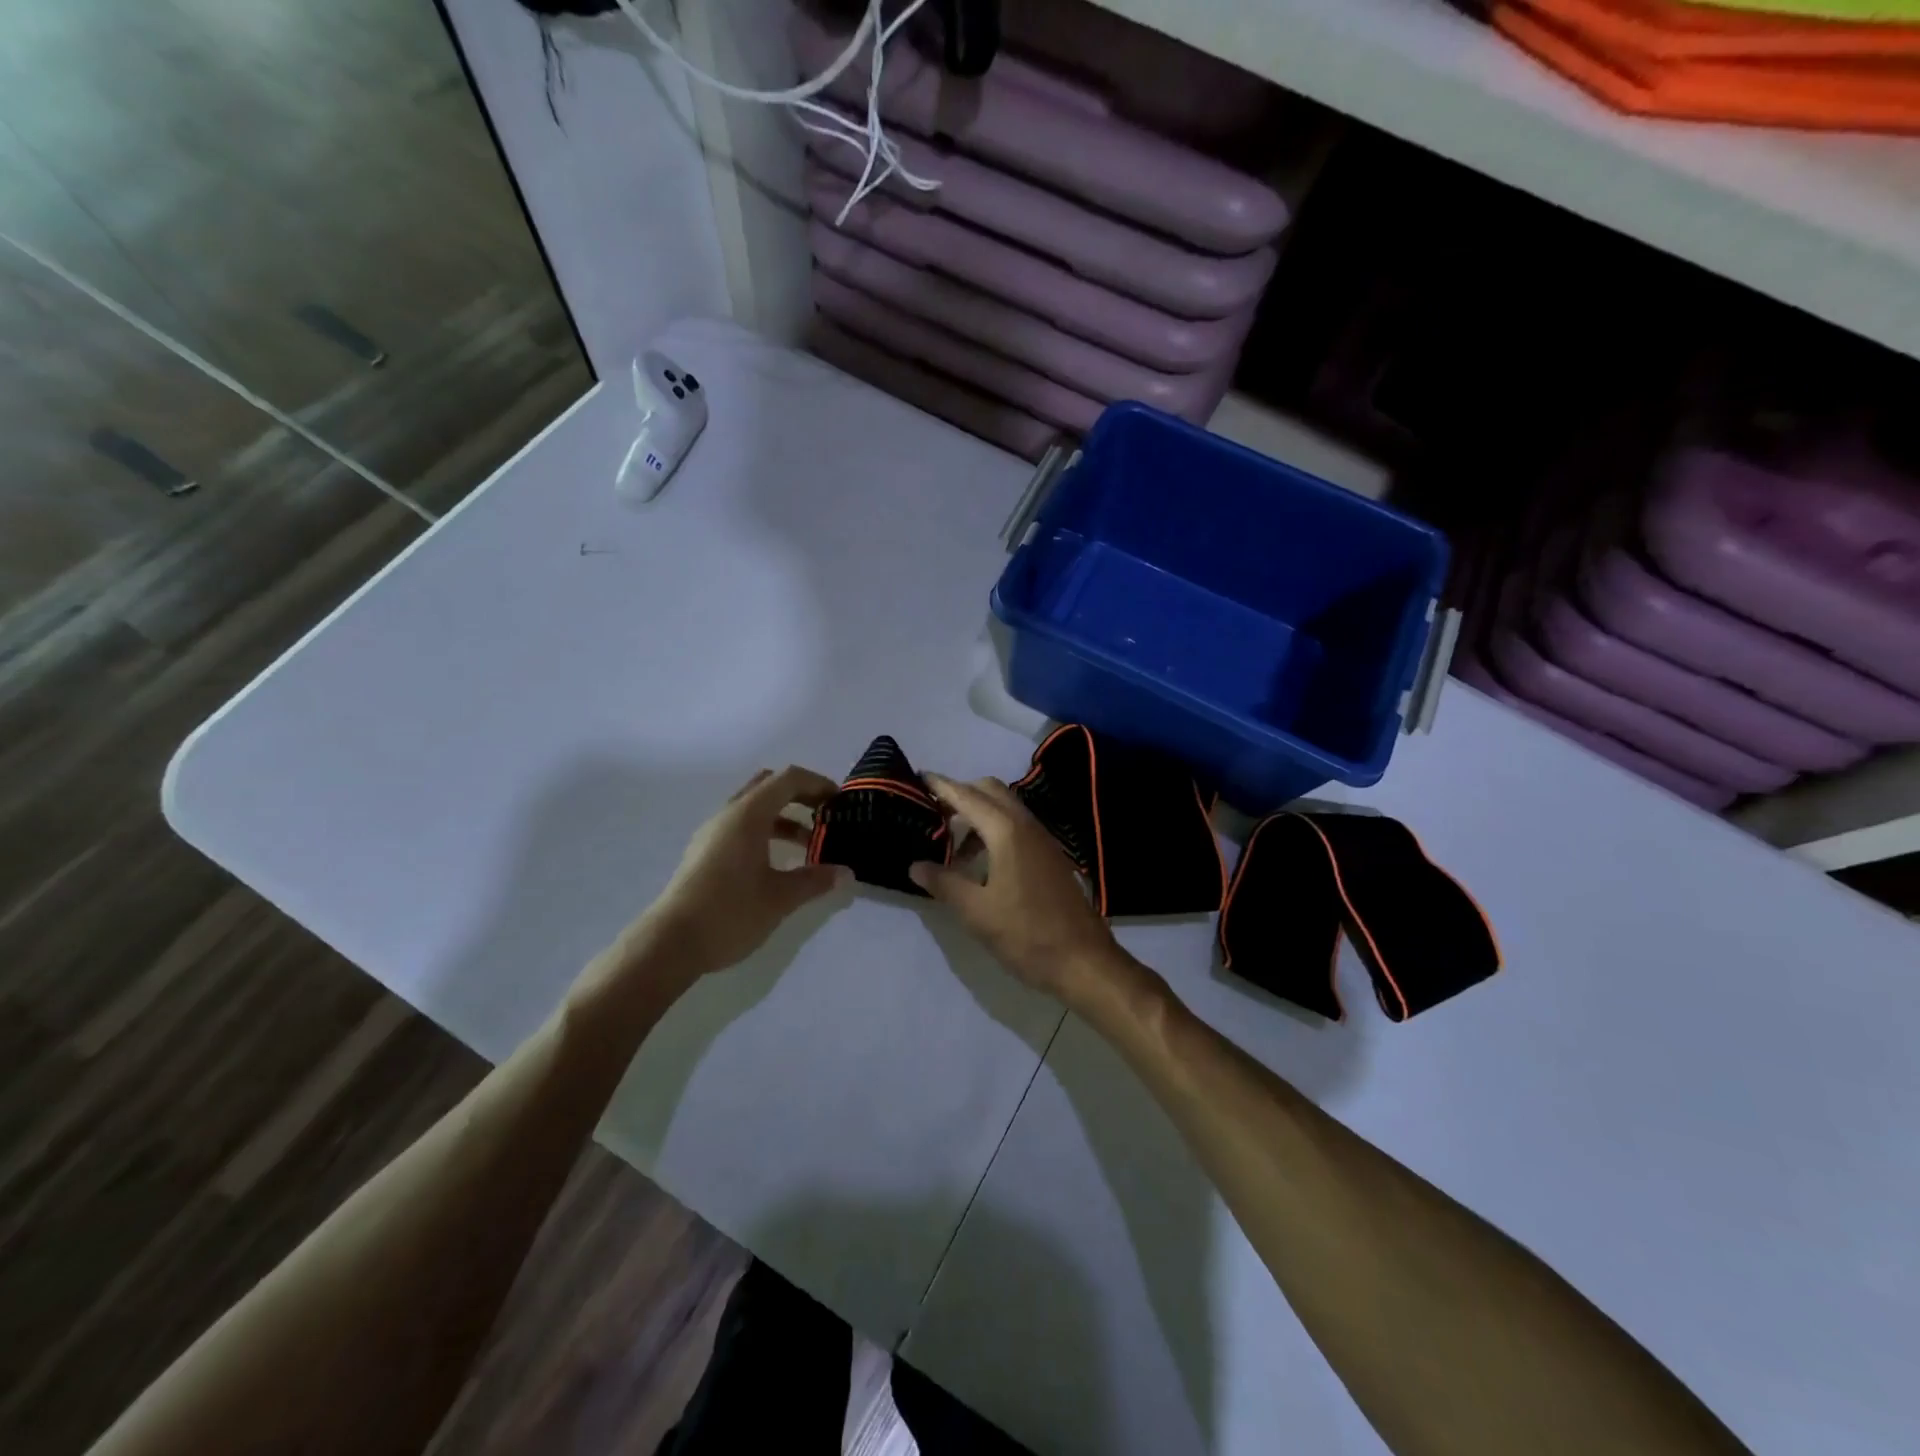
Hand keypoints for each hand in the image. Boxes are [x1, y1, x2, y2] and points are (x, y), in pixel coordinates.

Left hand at [618, 766, 848, 985]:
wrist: (670, 943)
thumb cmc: (730, 912)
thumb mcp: (781, 897)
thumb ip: (815, 880)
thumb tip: (845, 873)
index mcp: (748, 815)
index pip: (788, 779)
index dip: (817, 784)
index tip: (840, 802)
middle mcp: (728, 815)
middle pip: (769, 786)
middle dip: (800, 795)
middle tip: (825, 815)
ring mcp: (713, 834)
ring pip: (754, 809)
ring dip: (783, 817)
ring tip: (809, 844)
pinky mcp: (705, 854)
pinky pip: (741, 827)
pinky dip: (766, 832)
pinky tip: (779, 862)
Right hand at [909, 774, 1119, 1001]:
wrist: (1084, 961)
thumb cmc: (1026, 934)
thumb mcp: (976, 912)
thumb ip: (944, 883)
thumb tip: (916, 866)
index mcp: (1006, 831)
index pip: (967, 796)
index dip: (941, 786)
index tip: (918, 777)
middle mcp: (1026, 825)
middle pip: (990, 791)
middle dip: (961, 794)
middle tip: (933, 814)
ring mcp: (1043, 839)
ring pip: (1006, 808)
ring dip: (978, 814)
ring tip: (952, 846)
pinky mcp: (1051, 855)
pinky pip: (1017, 826)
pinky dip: (994, 829)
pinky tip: (981, 862)